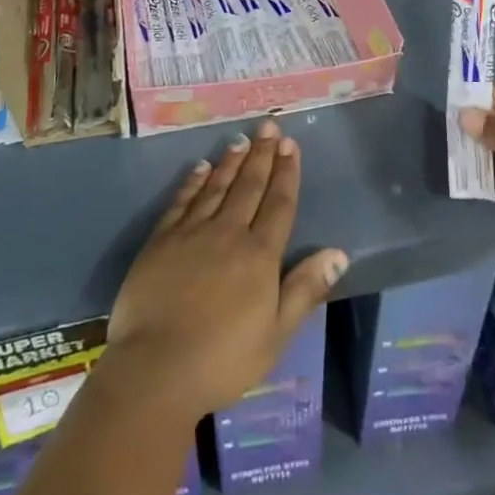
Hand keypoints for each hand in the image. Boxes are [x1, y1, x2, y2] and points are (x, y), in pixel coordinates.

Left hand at [105, 119, 346, 421]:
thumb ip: (305, 289)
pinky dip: (193, 181)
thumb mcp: (276, 334)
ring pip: (217, 186)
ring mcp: (192, 232)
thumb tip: (339, 252)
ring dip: (231, 161)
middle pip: (249, 186)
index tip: (291, 145)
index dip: (286, 173)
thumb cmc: (223, 359)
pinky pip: (181, 201)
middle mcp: (228, 232)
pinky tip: (200, 168)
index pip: (279, 204)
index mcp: (259, 255)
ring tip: (241, 139)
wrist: (156, 368)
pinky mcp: (161, 240)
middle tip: (269, 126)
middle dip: (262, 154)